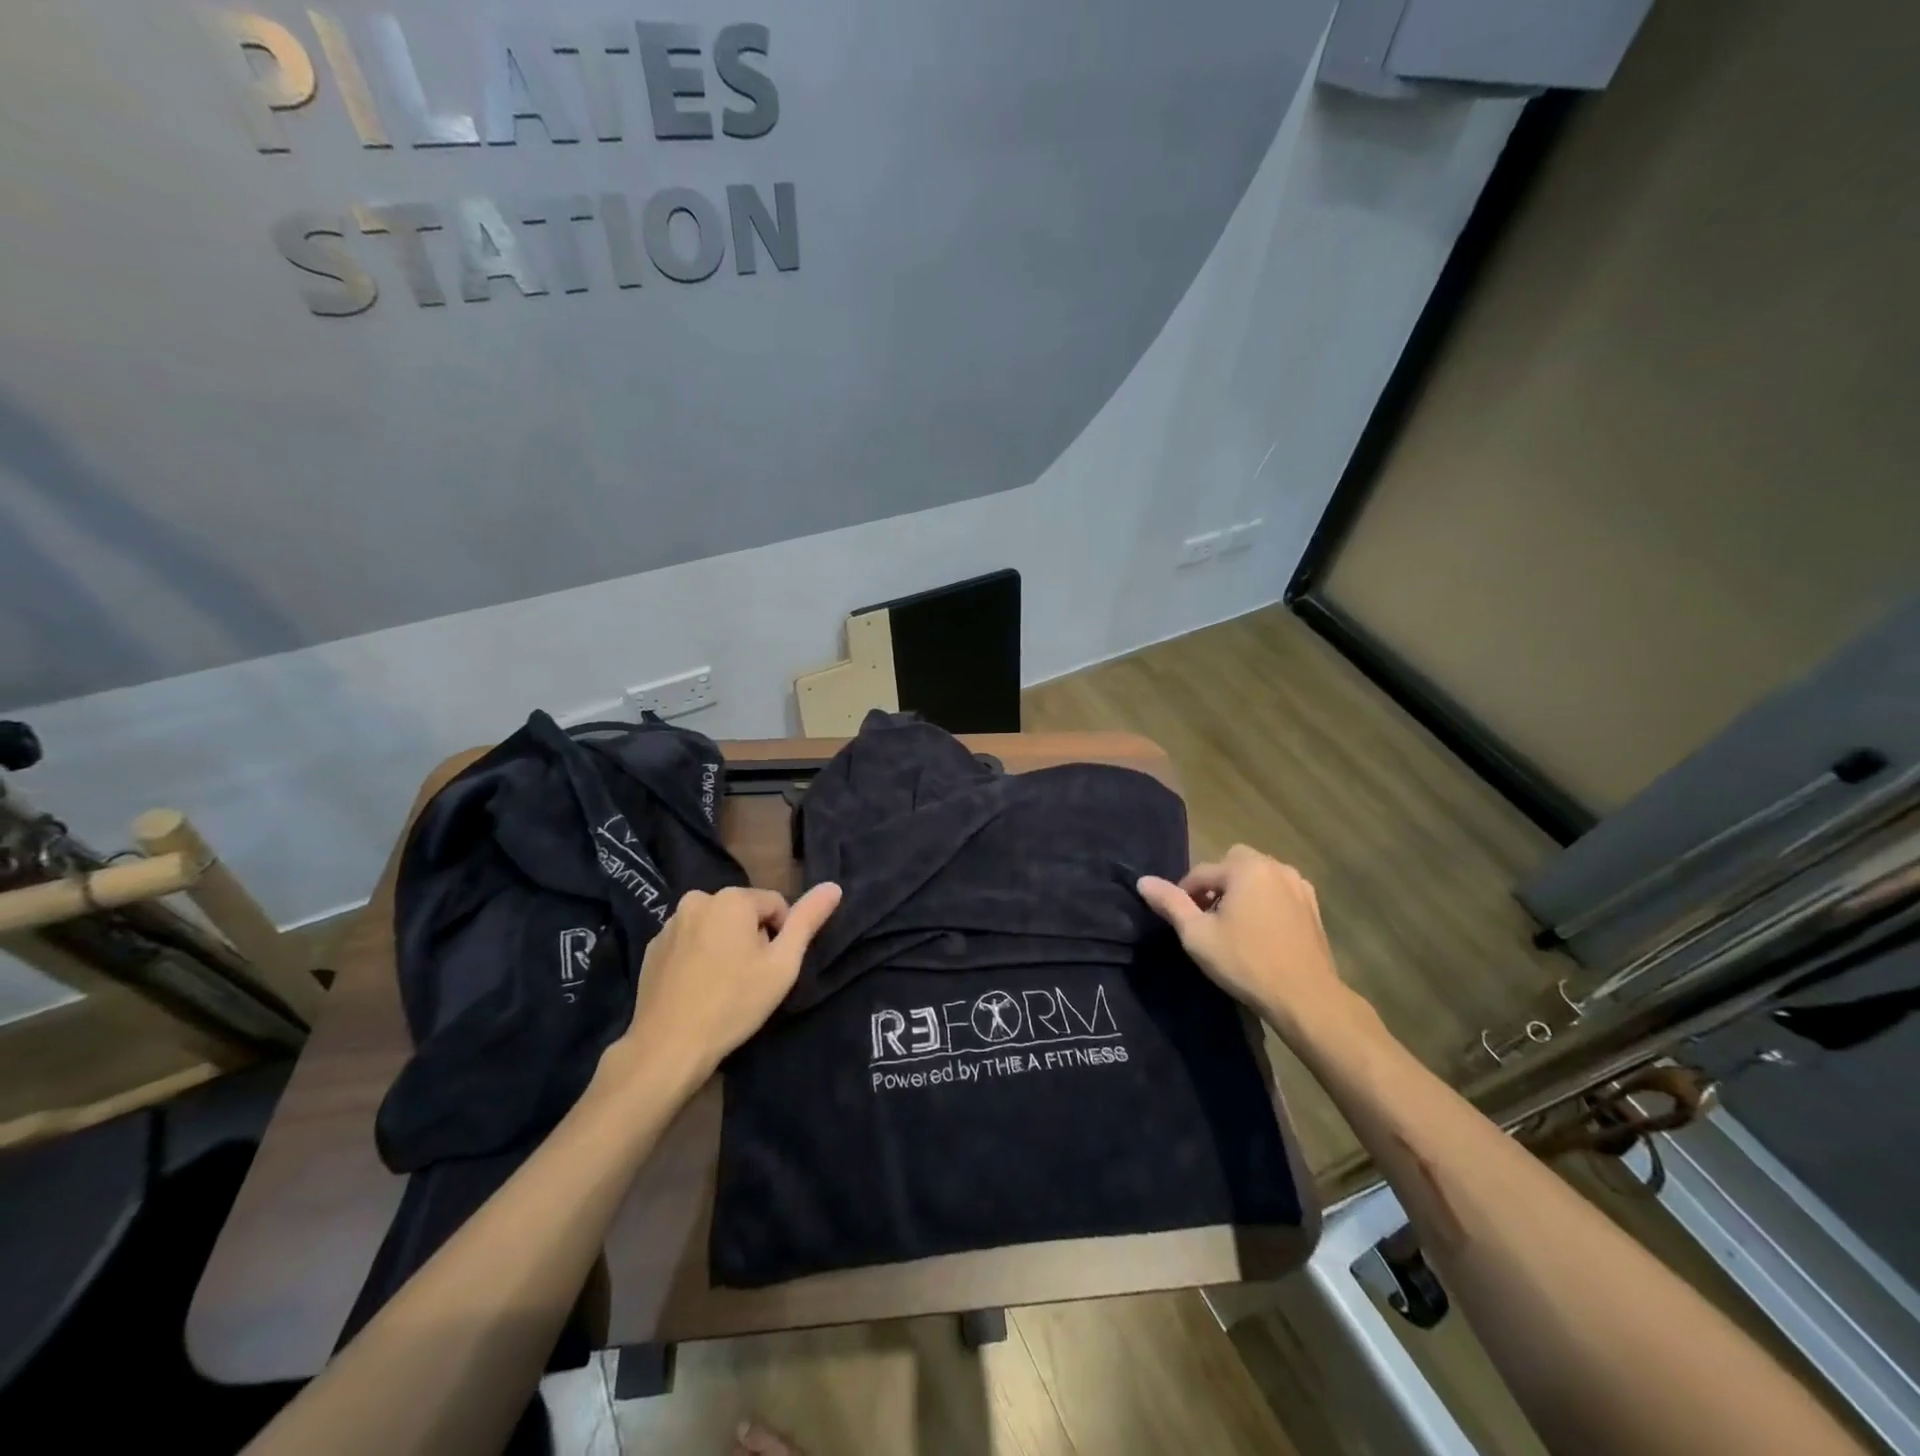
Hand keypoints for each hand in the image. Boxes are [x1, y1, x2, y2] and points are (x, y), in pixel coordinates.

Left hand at [613, 882, 842, 1088]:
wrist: (668, 1046)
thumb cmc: (734, 1002)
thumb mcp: (783, 964)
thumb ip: (807, 920)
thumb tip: (833, 886)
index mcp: (732, 898)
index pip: (775, 905)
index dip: (781, 937)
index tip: (771, 969)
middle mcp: (698, 899)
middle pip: (743, 914)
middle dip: (752, 939)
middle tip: (749, 979)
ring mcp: (670, 924)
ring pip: (715, 927)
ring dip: (724, 946)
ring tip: (723, 987)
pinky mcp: (652, 948)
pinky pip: (689, 943)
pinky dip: (698, 958)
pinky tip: (698, 989)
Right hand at [1137, 846, 1356, 1039]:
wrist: (1305, 997)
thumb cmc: (1246, 962)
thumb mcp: (1197, 934)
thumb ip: (1170, 903)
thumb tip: (1143, 881)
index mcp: (1245, 868)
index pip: (1201, 872)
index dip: (1185, 894)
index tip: (1181, 921)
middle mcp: (1274, 866)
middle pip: (1232, 864)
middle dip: (1217, 884)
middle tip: (1209, 917)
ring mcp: (1298, 885)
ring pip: (1258, 876)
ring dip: (1242, 890)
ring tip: (1234, 924)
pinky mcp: (1312, 905)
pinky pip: (1278, 891)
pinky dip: (1265, 900)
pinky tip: (1261, 930)